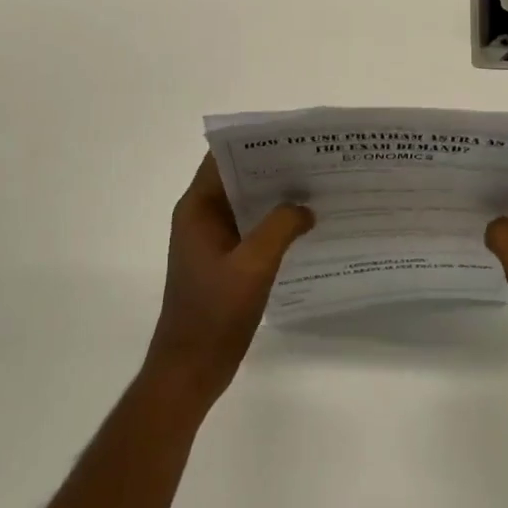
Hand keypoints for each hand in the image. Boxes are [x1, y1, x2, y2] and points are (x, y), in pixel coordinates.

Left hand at [144, 154, 313, 409]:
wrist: (190, 370)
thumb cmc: (214, 314)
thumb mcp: (252, 266)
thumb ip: (280, 228)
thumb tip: (305, 206)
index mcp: (197, 209)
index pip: (222, 159)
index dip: (253, 144)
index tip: (290, 137)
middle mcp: (201, 217)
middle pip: (237, 179)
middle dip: (272, 168)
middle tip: (314, 160)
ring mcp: (212, 241)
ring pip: (246, 205)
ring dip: (275, 197)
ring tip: (316, 187)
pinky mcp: (224, 262)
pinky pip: (250, 230)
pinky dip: (273, 223)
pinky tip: (304, 225)